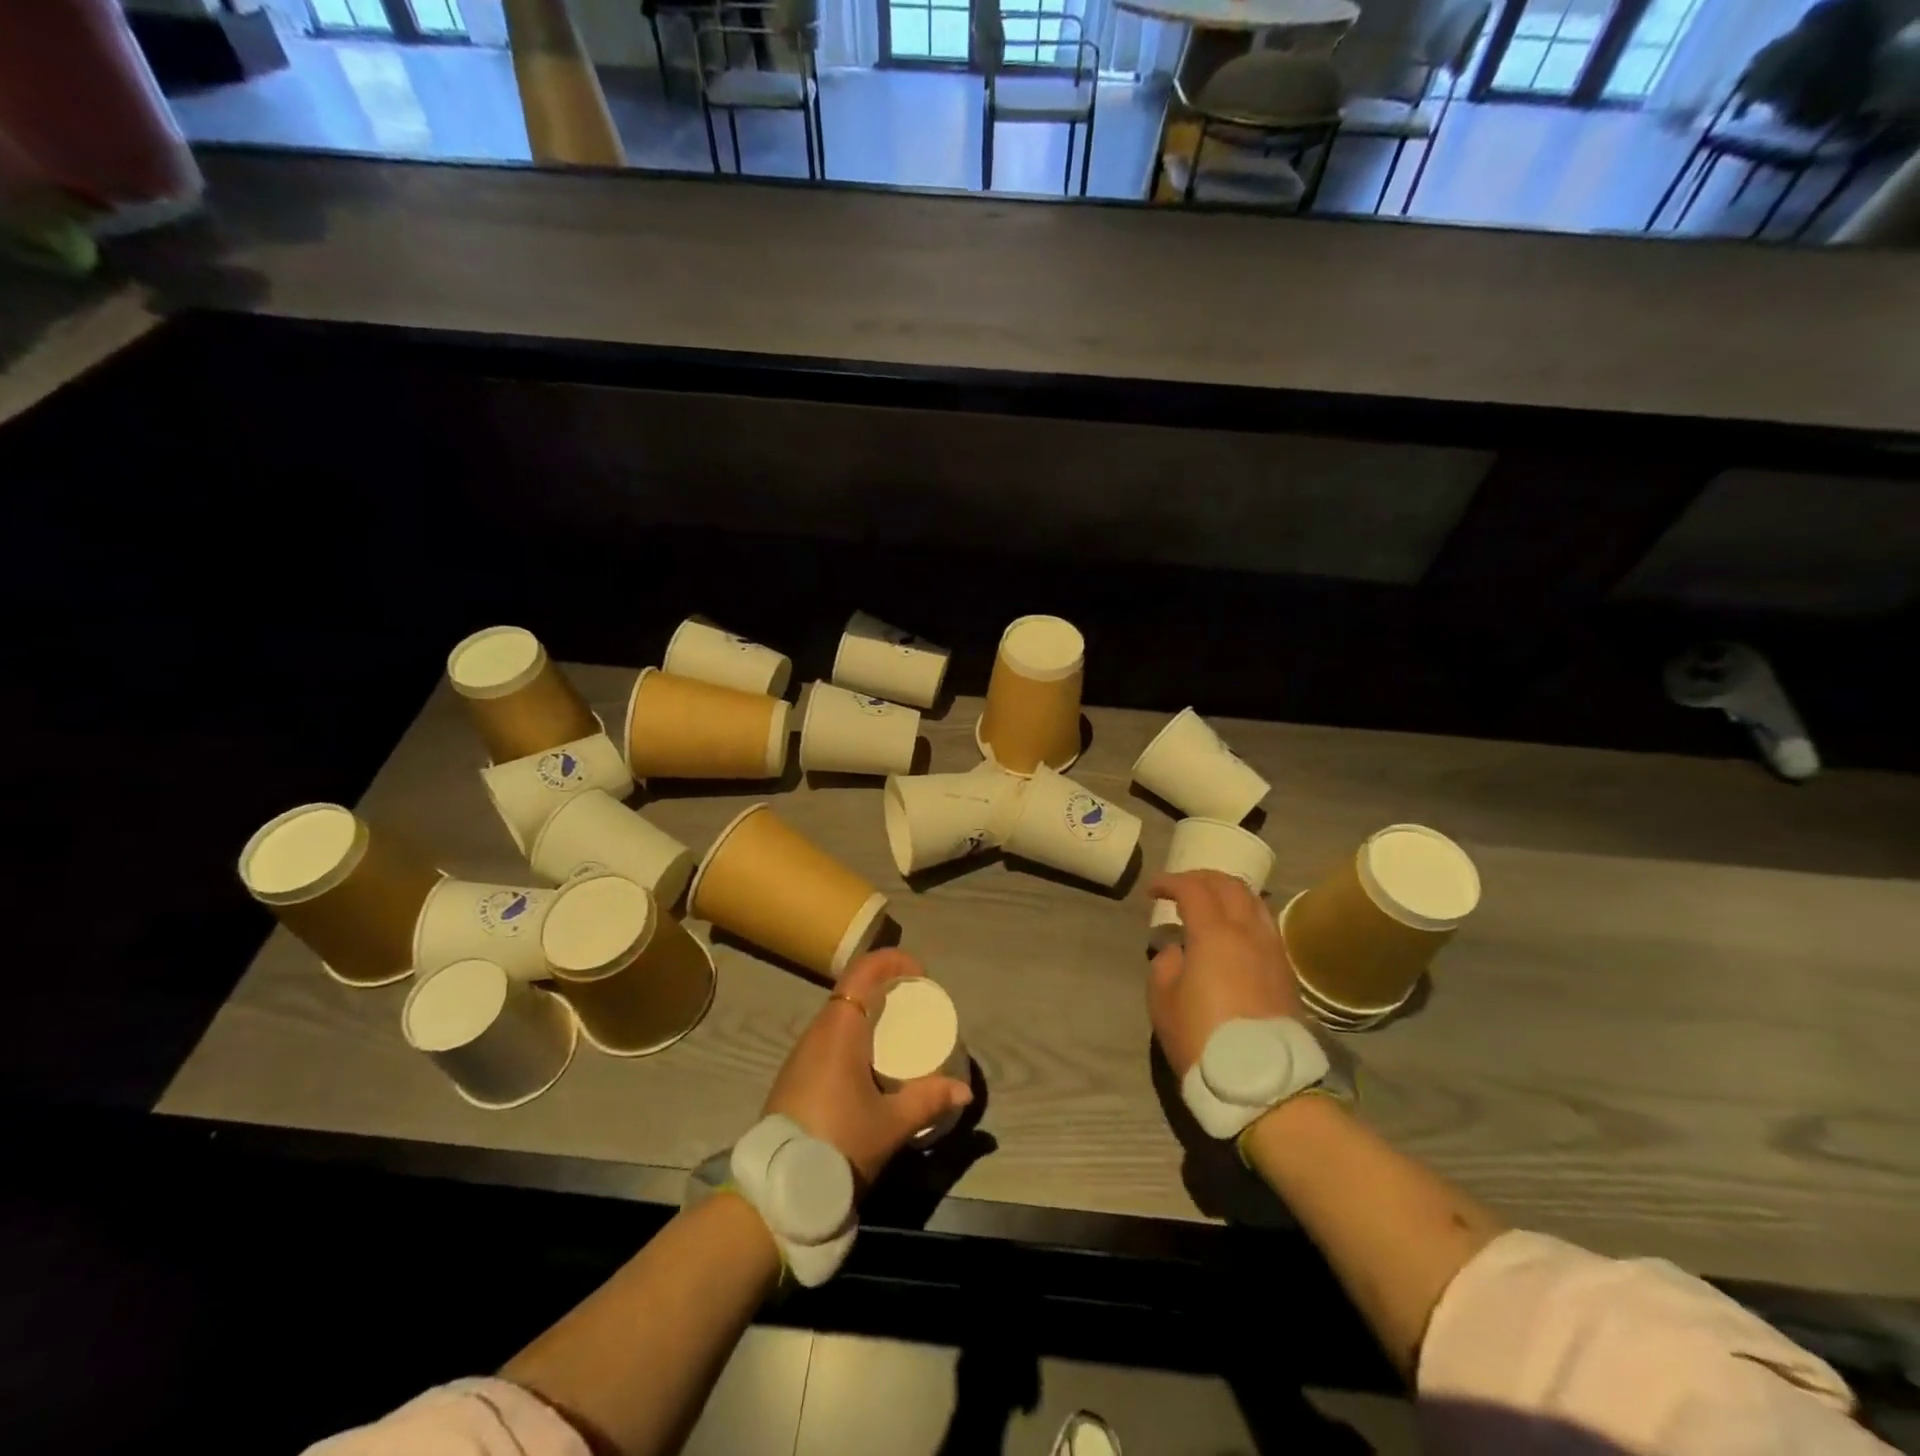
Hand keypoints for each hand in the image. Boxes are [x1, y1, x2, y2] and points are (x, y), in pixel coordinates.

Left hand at [763, 948, 972, 1189]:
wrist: (778, 1191)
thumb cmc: (839, 1144)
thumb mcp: (891, 1124)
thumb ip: (928, 1100)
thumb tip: (964, 1089)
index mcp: (839, 1030)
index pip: (863, 972)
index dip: (893, 961)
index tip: (920, 975)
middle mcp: (816, 1033)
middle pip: (851, 990)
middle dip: (885, 988)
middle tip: (915, 1004)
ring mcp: (801, 1055)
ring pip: (838, 1016)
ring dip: (867, 1013)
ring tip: (897, 1033)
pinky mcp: (794, 1077)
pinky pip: (828, 1040)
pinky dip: (853, 1036)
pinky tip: (869, 1065)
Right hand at [1148, 870, 1304, 1078]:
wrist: (1264, 1083)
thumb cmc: (1203, 1039)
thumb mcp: (1163, 1003)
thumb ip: (1165, 966)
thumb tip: (1178, 951)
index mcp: (1215, 934)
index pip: (1193, 889)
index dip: (1170, 882)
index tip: (1153, 890)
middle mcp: (1248, 933)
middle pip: (1229, 885)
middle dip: (1202, 878)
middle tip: (1181, 887)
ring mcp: (1272, 951)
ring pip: (1254, 902)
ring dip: (1229, 893)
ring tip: (1211, 903)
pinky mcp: (1286, 972)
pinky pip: (1266, 925)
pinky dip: (1246, 914)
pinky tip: (1234, 930)